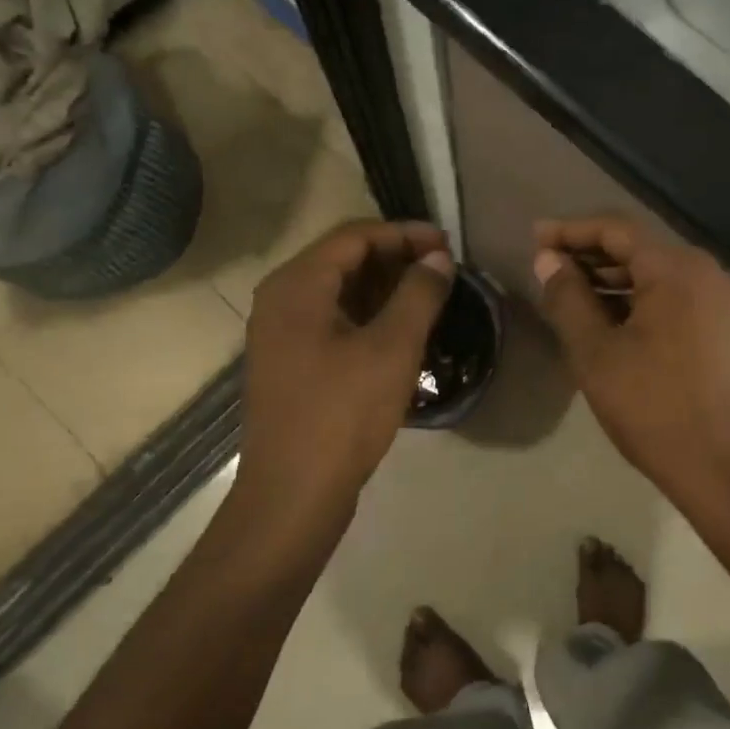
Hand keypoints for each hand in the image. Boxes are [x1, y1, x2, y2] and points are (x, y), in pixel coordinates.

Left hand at [241, 220, 453, 512]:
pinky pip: (335, 322)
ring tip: (432, 299)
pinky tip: (404, 332)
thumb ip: (419, 294)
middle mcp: (281, 300)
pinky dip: (370, 317)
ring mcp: (283, 334)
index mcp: (297, 285)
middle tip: (444, 272)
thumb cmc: (343, 413)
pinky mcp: (293, 363)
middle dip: (397, 260)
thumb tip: (438, 259)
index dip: (405, 234)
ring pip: (341, 292)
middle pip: (345, 260)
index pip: (355, 235)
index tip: (448, 246)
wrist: (294, 494)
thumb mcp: (392, 348)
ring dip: (386, 289)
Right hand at [533, 216, 729, 512]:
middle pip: (639, 249)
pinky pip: (674, 298)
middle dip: (590, 256)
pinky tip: (609, 320)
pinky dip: (638, 301)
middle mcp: (706, 272)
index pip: (616, 230)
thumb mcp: (596, 352)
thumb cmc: (653, 408)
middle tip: (547, 268)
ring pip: (656, 275)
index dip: (571, 230)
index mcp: (676, 268)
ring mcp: (721, 301)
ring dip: (612, 281)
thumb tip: (548, 260)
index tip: (535, 238)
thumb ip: (568, 298)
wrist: (725, 469)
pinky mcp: (725, 328)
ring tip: (570, 295)